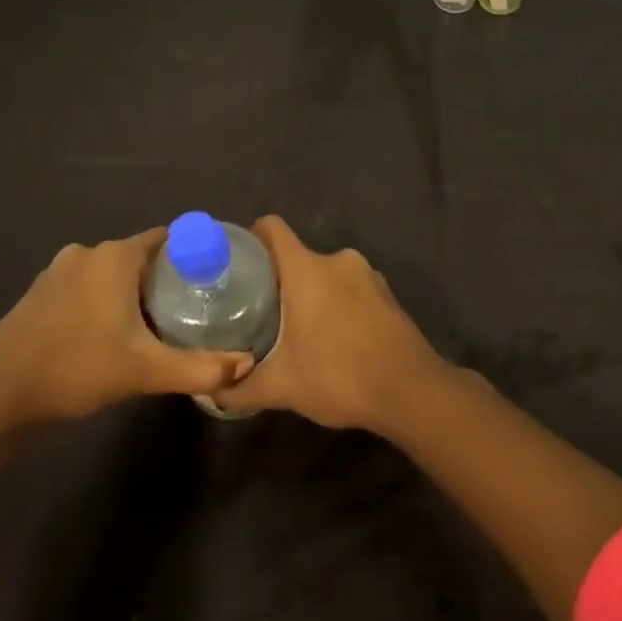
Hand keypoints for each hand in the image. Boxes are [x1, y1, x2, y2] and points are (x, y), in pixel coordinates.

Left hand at [0, 229, 248, 425]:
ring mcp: (60, 271)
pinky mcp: (42, 292)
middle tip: (195, 309)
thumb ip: (200, 368)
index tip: (215, 280)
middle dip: (168, 279)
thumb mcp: (145, 371)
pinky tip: (114, 333)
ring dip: (136, 292)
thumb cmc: (76, 367)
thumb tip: (246, 366)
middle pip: (143, 256)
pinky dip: (107, 301)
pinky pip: (89, 286)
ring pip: (114, 273)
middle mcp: (89, 252)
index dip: (195, 256)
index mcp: (115, 257)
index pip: (169, 239)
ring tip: (160, 324)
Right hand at [210, 217, 454, 430]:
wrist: (411, 391)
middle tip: (257, 313)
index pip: (271, 228)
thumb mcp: (281, 387)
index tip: (235, 266)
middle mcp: (337, 260)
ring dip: (309, 295)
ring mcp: (367, 274)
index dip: (250, 239)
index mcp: (307, 269)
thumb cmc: (339, 377)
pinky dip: (336, 304)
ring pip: (325, 274)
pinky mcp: (387, 293)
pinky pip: (349, 288)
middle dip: (277, 280)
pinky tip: (332, 339)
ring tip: (295, 330)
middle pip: (296, 256)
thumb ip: (239, 388)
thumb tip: (209, 391)